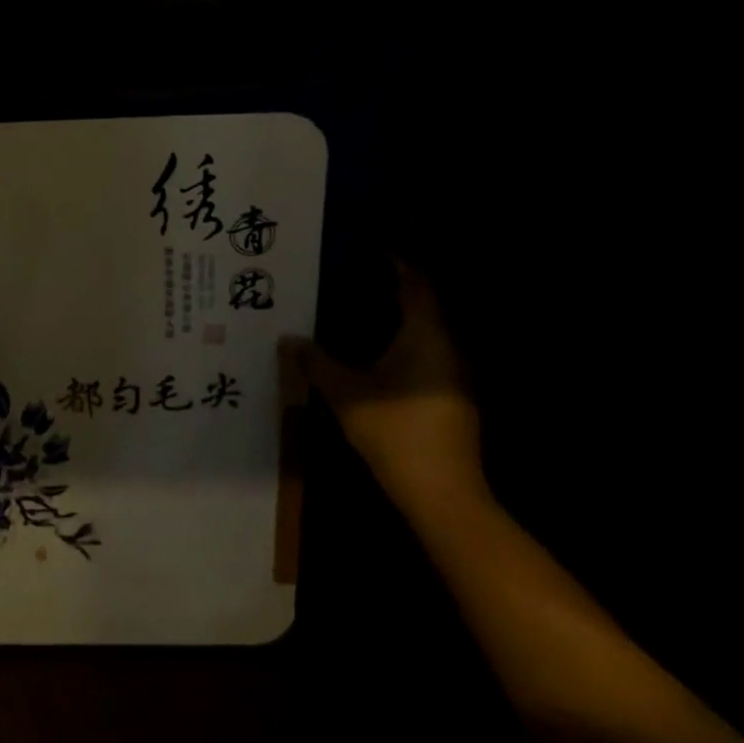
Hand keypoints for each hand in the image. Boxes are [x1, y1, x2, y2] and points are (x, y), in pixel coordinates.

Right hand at [286, 261, 486, 519]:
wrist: (443, 493)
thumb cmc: (395, 432)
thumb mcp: (345, 393)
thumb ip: (316, 362)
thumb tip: (288, 340)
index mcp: (426, 335)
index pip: (415, 284)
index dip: (395, 263)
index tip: (367, 249)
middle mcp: (447, 347)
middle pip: (424, 304)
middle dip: (393, 288)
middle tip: (352, 277)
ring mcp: (454, 374)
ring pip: (426, 331)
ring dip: (398, 317)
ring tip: (358, 308)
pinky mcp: (452, 396)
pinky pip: (427, 352)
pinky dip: (403, 341)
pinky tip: (375, 351)